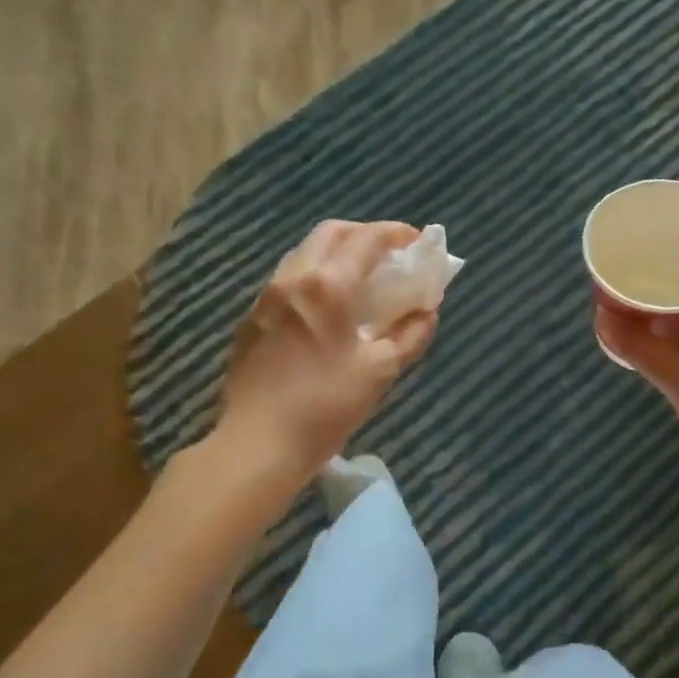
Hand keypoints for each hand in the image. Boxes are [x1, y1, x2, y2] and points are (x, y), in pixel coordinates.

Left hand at [217, 220, 438, 484]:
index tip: (417, 242)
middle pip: (330, 233)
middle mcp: (293, 278)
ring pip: (304, 253)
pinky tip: (327, 309)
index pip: (366, 238)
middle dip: (364, 234)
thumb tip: (426, 312)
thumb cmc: (325, 406)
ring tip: (360, 280)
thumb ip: (410, 335)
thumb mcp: (380, 371)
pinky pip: (288, 280)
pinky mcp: (252, 319)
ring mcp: (266, 297)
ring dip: (336, 254)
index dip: (396, 233)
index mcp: (327, 285)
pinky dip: (314, 276)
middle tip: (388, 256)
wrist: (257, 444)